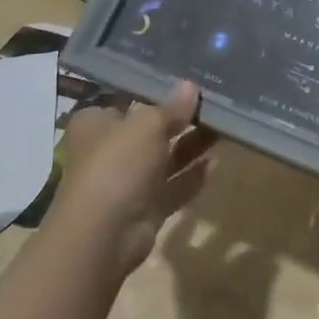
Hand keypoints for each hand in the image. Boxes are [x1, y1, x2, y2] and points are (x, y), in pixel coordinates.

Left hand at [50, 81, 217, 277]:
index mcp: (96, 124)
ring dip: (191, 146)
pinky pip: (173, 187)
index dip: (155, 92)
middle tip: (212, 104)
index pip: (126, 100)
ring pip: (165, 159)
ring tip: (223, 129)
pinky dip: (192, 176)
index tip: (187, 83)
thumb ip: (172, 107)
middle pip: (150, 130)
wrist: (103, 234)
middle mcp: (108, 150)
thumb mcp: (148, 125)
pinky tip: (217, 163)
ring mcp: (126, 182)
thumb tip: (191, 86)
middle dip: (180, 120)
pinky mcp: (144, 209)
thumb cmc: (117, 164)